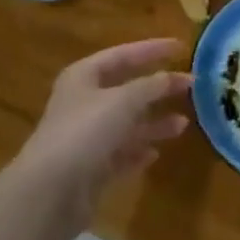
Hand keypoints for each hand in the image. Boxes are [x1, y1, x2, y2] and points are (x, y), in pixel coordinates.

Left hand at [10, 39, 191, 227]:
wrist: (50, 192)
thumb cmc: (85, 131)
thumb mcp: (124, 100)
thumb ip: (152, 86)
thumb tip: (178, 76)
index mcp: (84, 76)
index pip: (123, 54)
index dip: (153, 49)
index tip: (182, 47)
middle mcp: (83, 103)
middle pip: (127, 89)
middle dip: (157, 89)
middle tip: (189, 86)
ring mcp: (86, 137)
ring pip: (127, 124)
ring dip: (154, 123)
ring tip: (183, 124)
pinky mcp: (91, 169)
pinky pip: (121, 154)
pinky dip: (138, 151)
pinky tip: (156, 153)